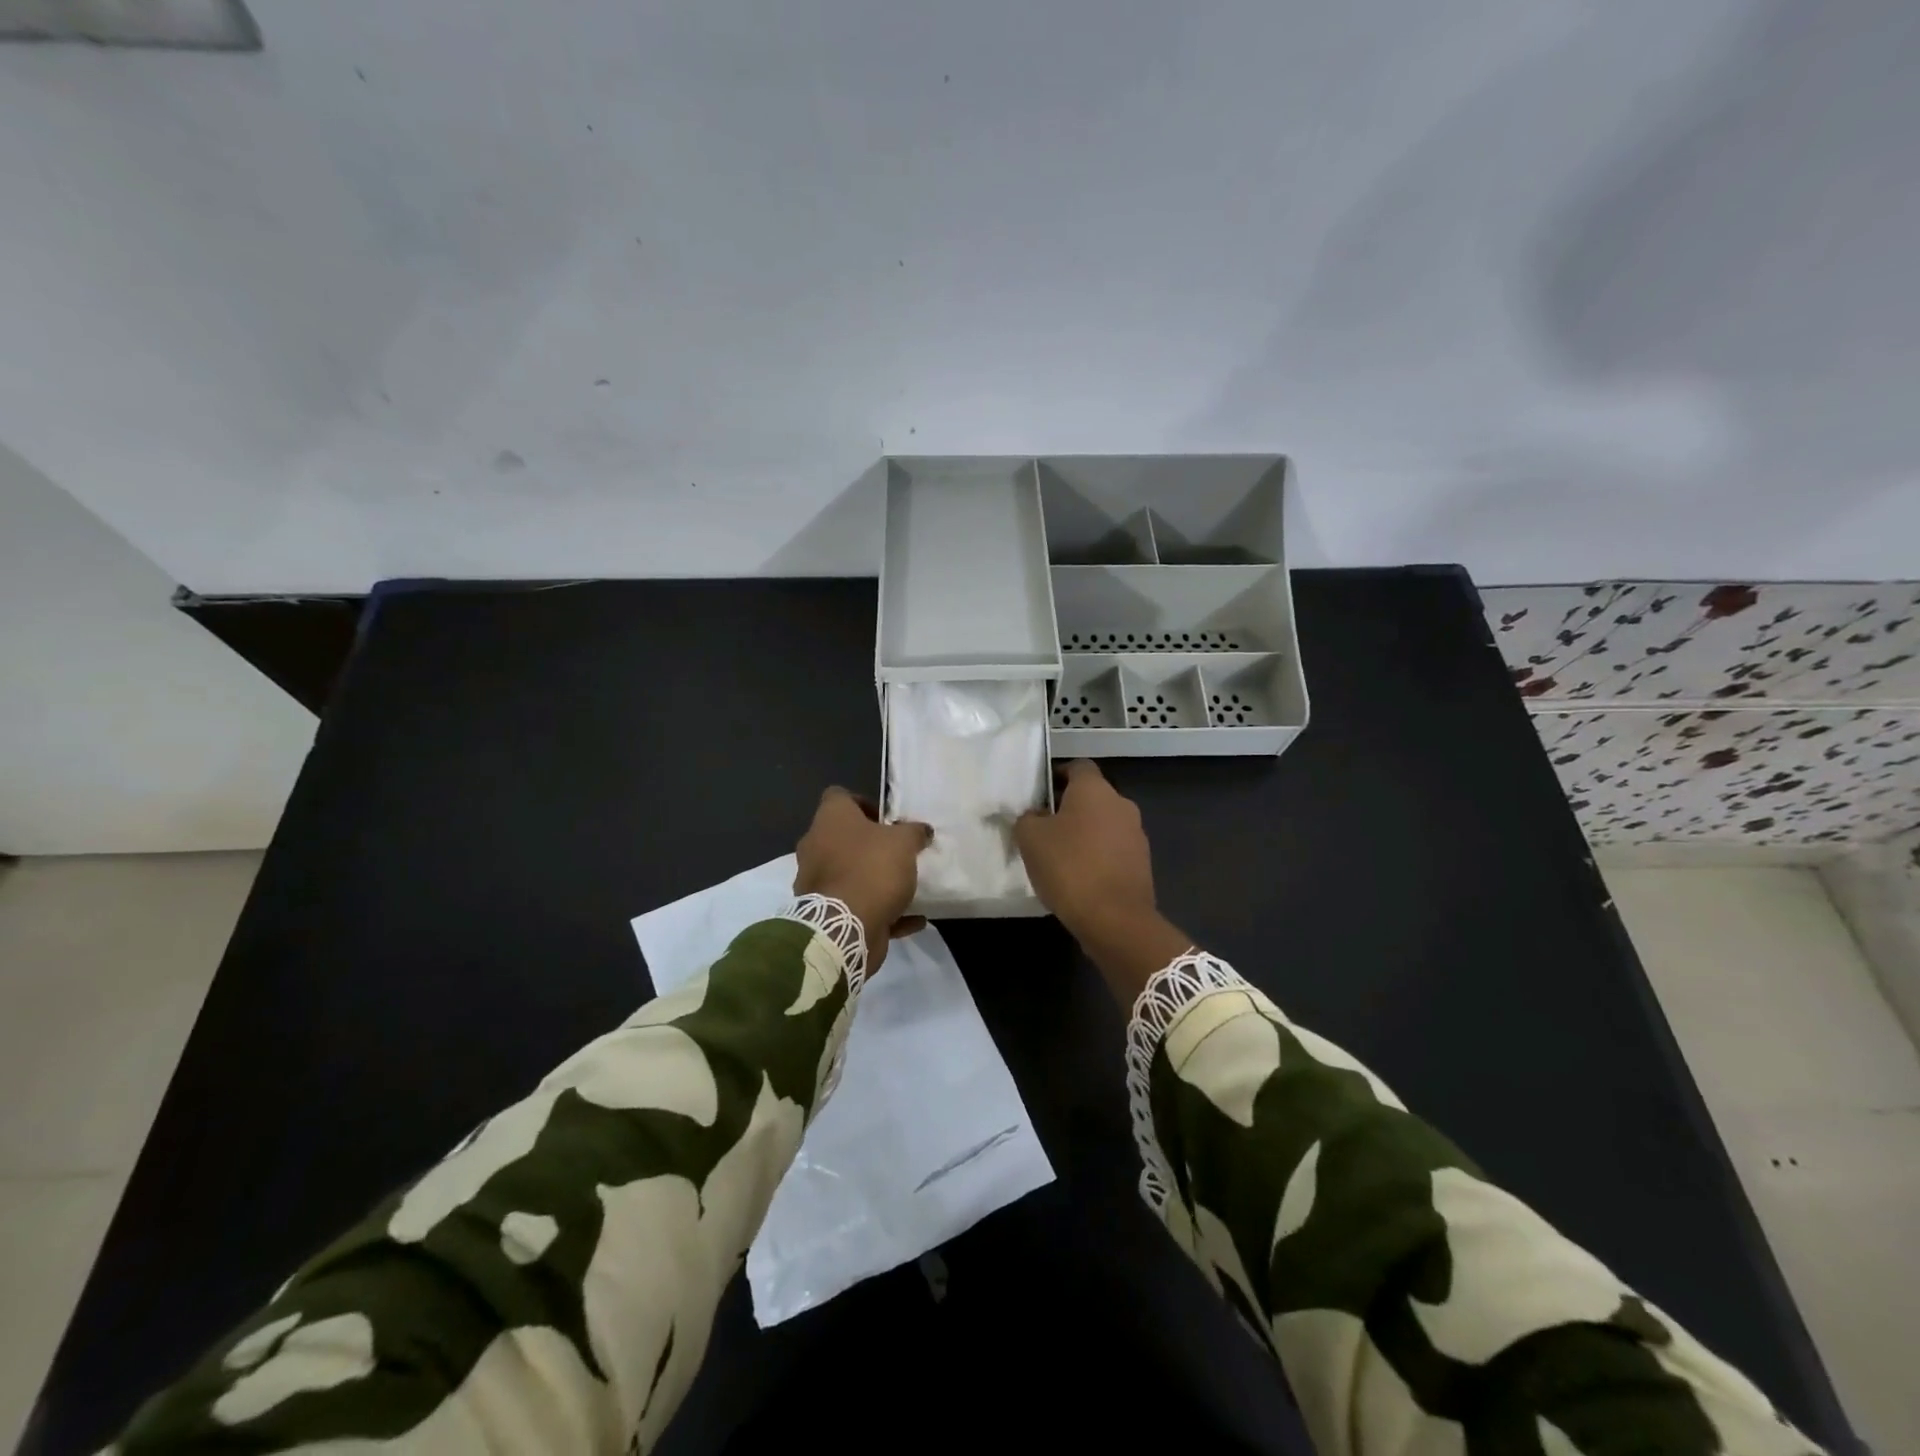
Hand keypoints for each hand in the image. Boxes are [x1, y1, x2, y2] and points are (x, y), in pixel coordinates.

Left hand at [794, 788, 931, 974]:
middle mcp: (816, 846)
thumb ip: (914, 832)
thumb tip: (922, 830)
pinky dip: (882, 910)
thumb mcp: (904, 842)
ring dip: (874, 878)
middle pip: (843, 837)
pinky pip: (856, 905)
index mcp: (829, 820)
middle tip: (899, 851)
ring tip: (906, 884)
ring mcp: (816, 881)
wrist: (844, 927)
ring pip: (848, 873)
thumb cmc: (872, 869)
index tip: (888, 820)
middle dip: (871, 845)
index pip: (839, 796)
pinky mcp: (825, 912)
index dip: (863, 803)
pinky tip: (913, 918)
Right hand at [1014, 761, 1190, 1000]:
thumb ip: (1028, 818)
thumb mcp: (1030, 838)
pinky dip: (1096, 856)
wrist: (1115, 919)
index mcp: (1095, 789)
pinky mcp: (1141, 863)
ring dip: (1083, 833)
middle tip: (1041, 827)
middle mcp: (1121, 804)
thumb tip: (1035, 816)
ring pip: (1103, 824)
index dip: (1057, 775)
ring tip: (1058, 856)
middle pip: (1091, 796)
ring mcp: (1136, 834)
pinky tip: (1078, 877)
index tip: (1039, 794)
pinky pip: (1113, 849)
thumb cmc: (1069, 867)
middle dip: (1067, 808)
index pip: (1077, 766)